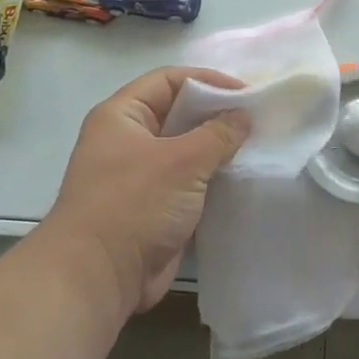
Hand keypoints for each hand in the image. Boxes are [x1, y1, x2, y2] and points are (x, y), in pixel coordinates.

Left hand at [47, 67, 249, 320]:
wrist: (99, 277)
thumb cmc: (134, 205)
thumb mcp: (182, 161)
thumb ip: (218, 133)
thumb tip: (243, 116)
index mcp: (122, 116)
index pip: (168, 80)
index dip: (207, 80)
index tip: (246, 92)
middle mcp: (129, 140)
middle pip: (179, 114)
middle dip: (217, 114)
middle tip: (259, 118)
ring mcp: (141, 176)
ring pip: (187, 150)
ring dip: (219, 149)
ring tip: (259, 146)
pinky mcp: (155, 207)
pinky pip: (190, 183)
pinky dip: (214, 179)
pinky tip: (245, 178)